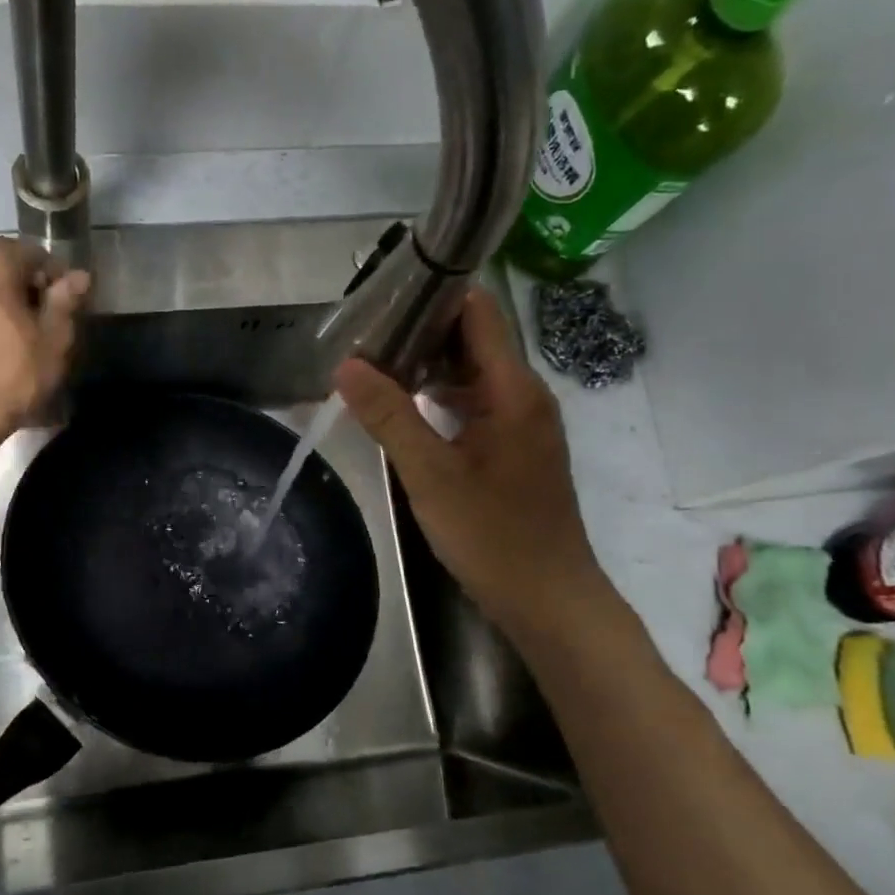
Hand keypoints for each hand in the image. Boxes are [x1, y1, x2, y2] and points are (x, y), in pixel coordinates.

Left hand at [0, 237, 89, 450]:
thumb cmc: (10, 374)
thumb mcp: (53, 340)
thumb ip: (65, 300)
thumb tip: (79, 276)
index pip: (36, 255)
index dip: (57, 282)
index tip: (66, 311)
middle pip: (1, 265)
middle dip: (23, 287)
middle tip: (40, 325)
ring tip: (10, 335)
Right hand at [334, 286, 611, 638]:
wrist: (548, 599)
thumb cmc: (493, 535)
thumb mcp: (431, 475)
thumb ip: (389, 417)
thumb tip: (346, 365)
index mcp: (512, 390)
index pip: (478, 312)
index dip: (434, 295)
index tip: (382, 299)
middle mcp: (522, 396)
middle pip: (473, 340)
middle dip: (420, 332)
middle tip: (363, 335)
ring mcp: (520, 424)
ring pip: (471, 375)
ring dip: (427, 367)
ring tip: (372, 366)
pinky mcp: (512, 449)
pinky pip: (473, 405)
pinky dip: (439, 399)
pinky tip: (403, 411)